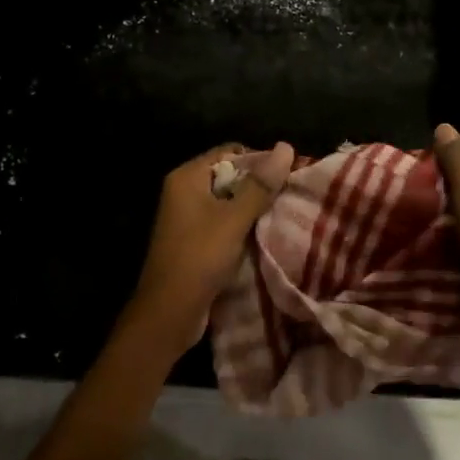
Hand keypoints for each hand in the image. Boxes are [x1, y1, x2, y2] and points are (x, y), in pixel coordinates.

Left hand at [122, 141, 295, 354]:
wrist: (169, 313)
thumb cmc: (199, 258)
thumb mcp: (234, 219)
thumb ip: (260, 185)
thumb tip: (286, 146)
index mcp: (187, 178)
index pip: (229, 152)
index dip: (259, 161)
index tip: (288, 175)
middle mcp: (183, 192)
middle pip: (229, 176)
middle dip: (258, 186)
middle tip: (290, 196)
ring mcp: (187, 218)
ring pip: (228, 203)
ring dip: (252, 209)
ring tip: (283, 214)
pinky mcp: (193, 241)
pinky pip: (223, 224)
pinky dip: (241, 227)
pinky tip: (265, 236)